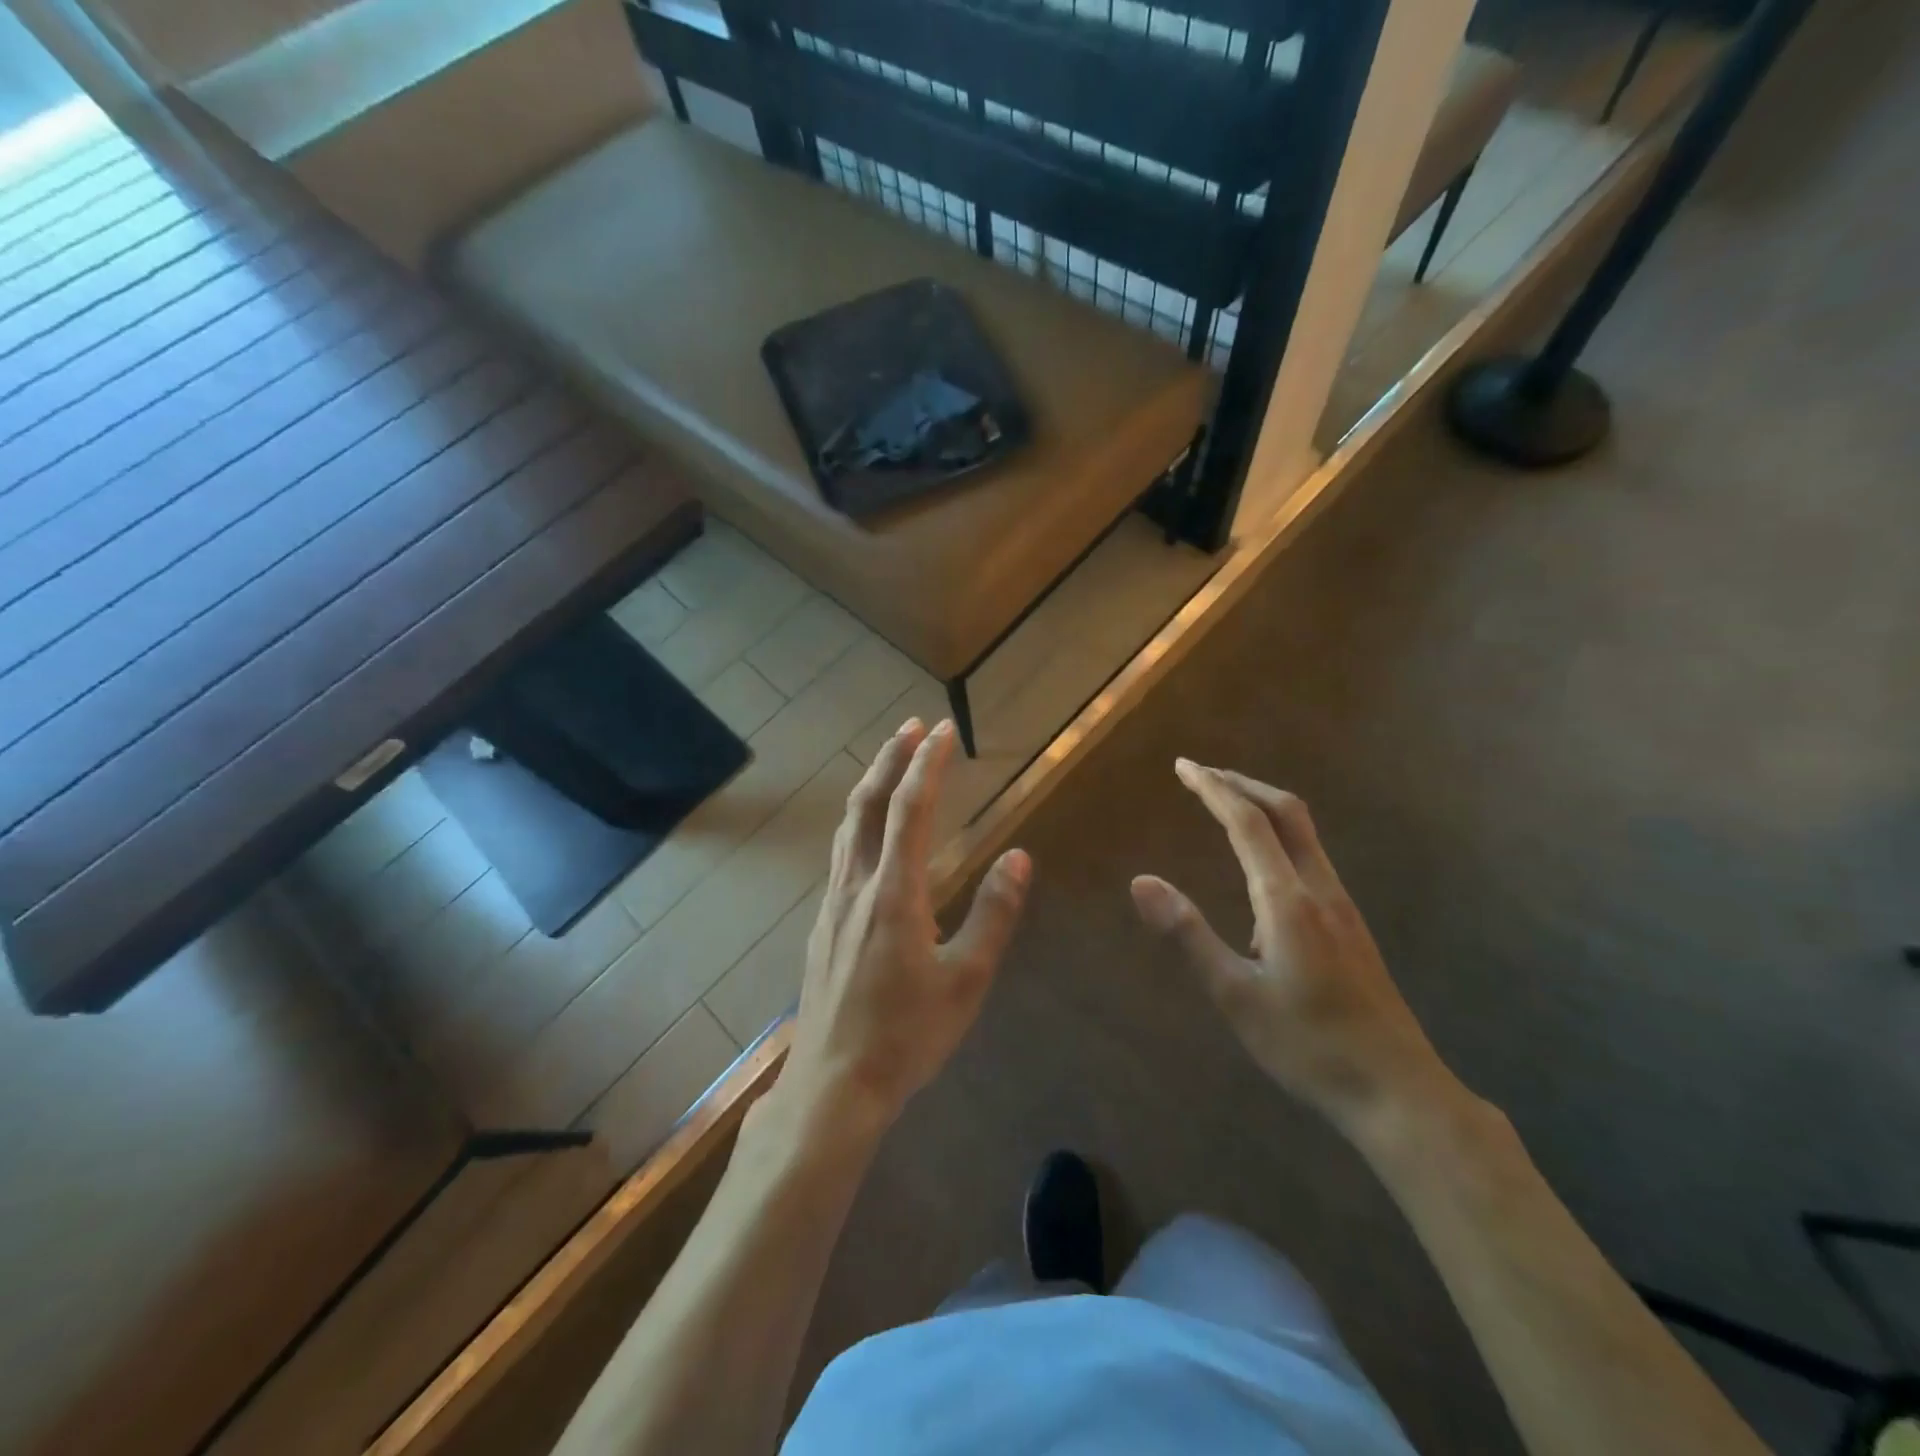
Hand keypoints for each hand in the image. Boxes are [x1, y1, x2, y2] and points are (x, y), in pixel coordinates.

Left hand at [778, 719, 1030, 1133]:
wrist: (834, 1084)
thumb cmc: (907, 1035)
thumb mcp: (966, 980)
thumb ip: (993, 915)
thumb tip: (1018, 858)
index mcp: (895, 894)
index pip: (911, 810)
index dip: (928, 765)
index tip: (944, 730)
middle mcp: (857, 885)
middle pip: (869, 804)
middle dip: (891, 758)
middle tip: (912, 726)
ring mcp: (834, 903)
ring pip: (849, 825)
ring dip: (871, 784)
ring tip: (890, 760)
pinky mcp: (824, 922)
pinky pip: (842, 851)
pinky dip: (860, 819)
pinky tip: (869, 830)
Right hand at [1130, 761, 1453, 1135]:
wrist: (1398, 1092)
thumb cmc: (1307, 1047)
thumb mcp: (1235, 996)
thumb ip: (1188, 934)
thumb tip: (1141, 882)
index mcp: (1287, 901)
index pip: (1248, 823)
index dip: (1214, 789)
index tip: (1183, 766)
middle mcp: (1320, 890)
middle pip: (1287, 812)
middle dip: (1243, 784)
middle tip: (1202, 774)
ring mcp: (1342, 907)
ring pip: (1304, 833)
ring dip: (1263, 806)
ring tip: (1226, 805)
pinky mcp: (1351, 925)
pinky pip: (1311, 857)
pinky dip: (1279, 834)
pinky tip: (1261, 865)